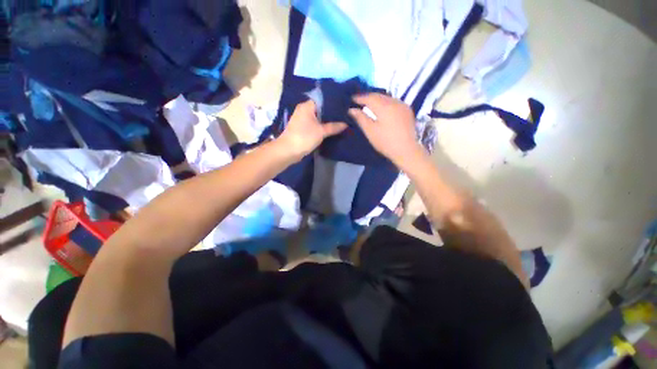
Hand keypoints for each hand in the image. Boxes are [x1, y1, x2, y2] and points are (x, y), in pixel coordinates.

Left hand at [277, 100, 346, 159]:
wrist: (288, 151)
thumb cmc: (304, 137)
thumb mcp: (321, 132)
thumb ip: (334, 127)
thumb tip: (346, 124)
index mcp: (307, 106)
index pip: (323, 99)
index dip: (334, 102)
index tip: (344, 106)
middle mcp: (304, 110)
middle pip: (321, 108)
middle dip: (332, 113)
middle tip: (345, 115)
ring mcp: (302, 119)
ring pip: (318, 117)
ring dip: (327, 120)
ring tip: (341, 121)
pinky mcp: (302, 128)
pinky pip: (315, 124)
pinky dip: (322, 126)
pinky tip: (332, 128)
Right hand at [349, 93, 423, 166]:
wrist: (407, 150)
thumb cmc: (385, 142)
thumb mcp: (370, 131)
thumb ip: (361, 118)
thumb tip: (351, 109)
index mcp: (384, 107)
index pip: (369, 98)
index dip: (360, 98)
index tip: (352, 99)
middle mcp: (394, 102)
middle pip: (379, 95)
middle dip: (368, 97)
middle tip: (359, 100)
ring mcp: (402, 105)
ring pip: (387, 98)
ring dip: (377, 99)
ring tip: (369, 103)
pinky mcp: (407, 110)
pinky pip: (394, 102)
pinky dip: (385, 102)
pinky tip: (382, 108)